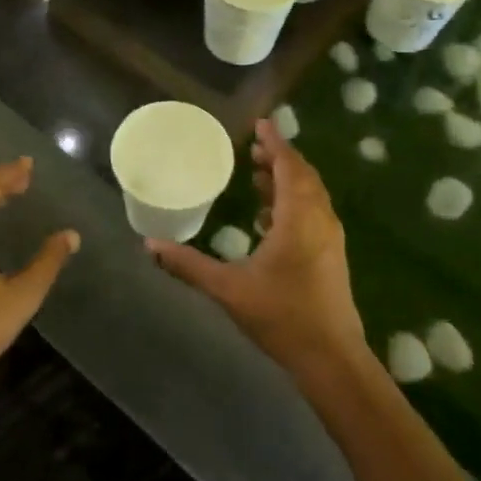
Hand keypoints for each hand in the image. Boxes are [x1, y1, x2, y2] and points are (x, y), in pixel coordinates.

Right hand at [147, 120, 366, 378]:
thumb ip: (188, 265)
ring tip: (258, 174)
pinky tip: (268, 217)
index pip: (289, 166)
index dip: (275, 142)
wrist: (331, 358)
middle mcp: (319, 220)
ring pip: (310, 195)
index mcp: (299, 218)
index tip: (261, 123)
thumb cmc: (281, 316)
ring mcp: (329, 238)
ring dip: (286, 180)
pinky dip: (292, 203)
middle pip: (302, 176)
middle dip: (279, 158)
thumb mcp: (228, 289)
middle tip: (254, 146)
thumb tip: (149, 245)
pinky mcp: (331, 255)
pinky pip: (312, 213)